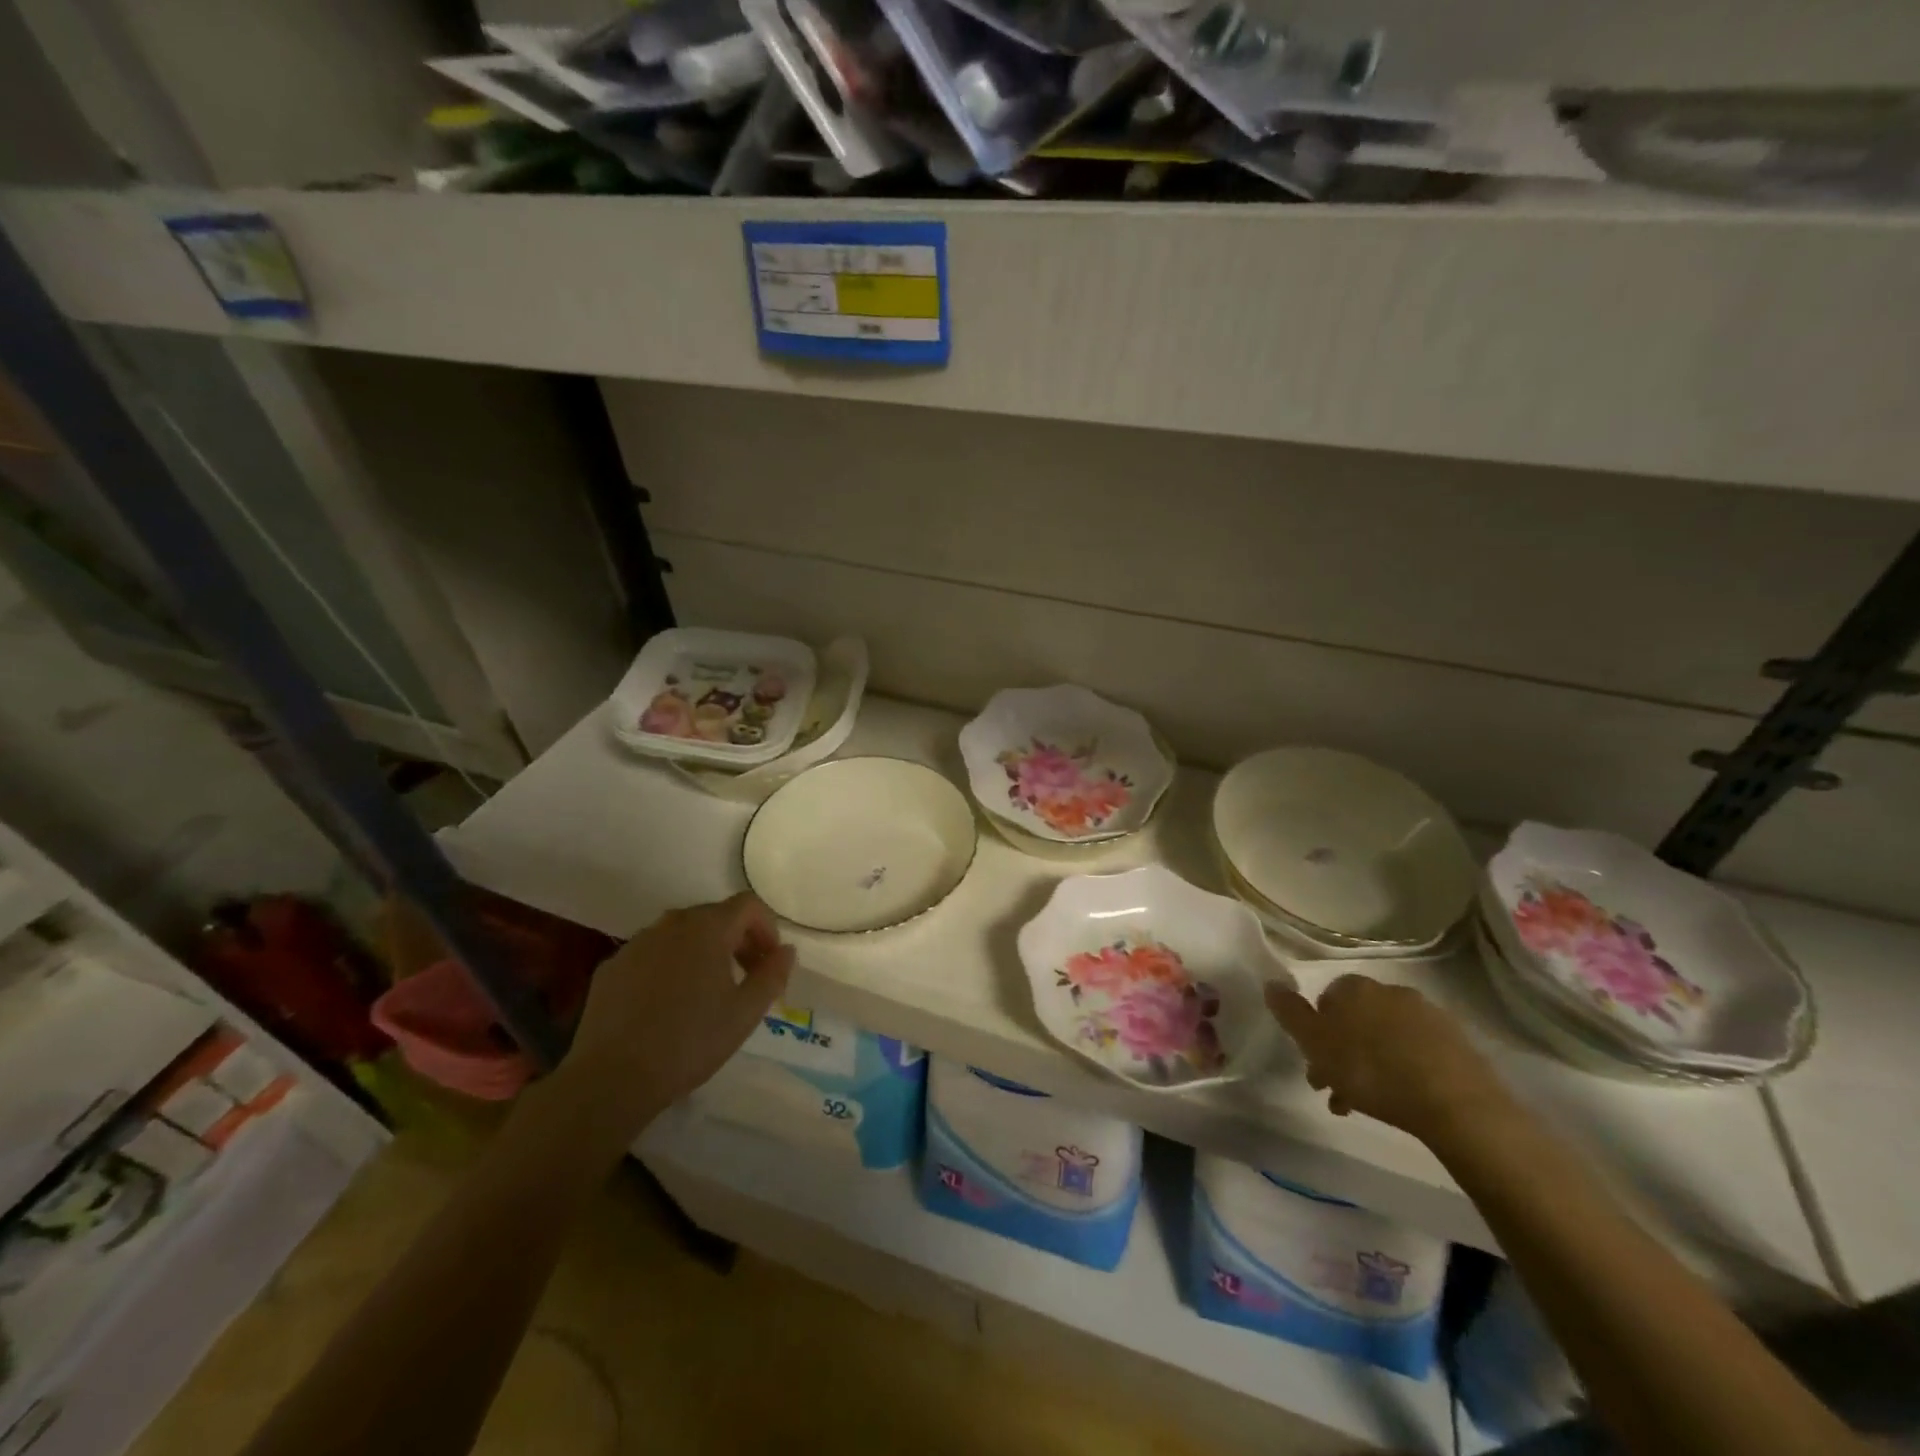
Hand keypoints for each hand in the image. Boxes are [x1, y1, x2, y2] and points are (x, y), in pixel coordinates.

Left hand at [558, 893, 793, 1136]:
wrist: (612, 1078)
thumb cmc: (689, 1041)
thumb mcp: (745, 1013)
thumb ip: (772, 975)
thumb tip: (786, 951)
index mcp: (707, 928)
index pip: (748, 905)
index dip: (767, 928)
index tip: (770, 962)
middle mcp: (670, 924)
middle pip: (714, 916)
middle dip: (738, 940)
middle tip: (746, 978)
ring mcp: (636, 944)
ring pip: (680, 935)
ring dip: (703, 952)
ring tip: (707, 992)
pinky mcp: (611, 967)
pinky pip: (651, 955)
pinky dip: (669, 967)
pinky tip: (667, 1005)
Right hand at [1266, 975, 1509, 1146]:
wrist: (1455, 1103)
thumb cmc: (1372, 1070)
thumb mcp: (1316, 1043)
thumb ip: (1290, 1012)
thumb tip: (1270, 982)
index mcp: (1355, 988)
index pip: (1325, 999)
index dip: (1316, 1032)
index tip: (1314, 1063)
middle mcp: (1390, 991)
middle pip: (1356, 1021)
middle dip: (1342, 1053)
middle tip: (1335, 1090)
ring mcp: (1427, 1016)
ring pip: (1385, 1039)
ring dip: (1371, 1066)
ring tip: (1365, 1105)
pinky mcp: (1457, 1043)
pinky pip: (1417, 1053)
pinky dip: (1403, 1071)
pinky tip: (1401, 1099)